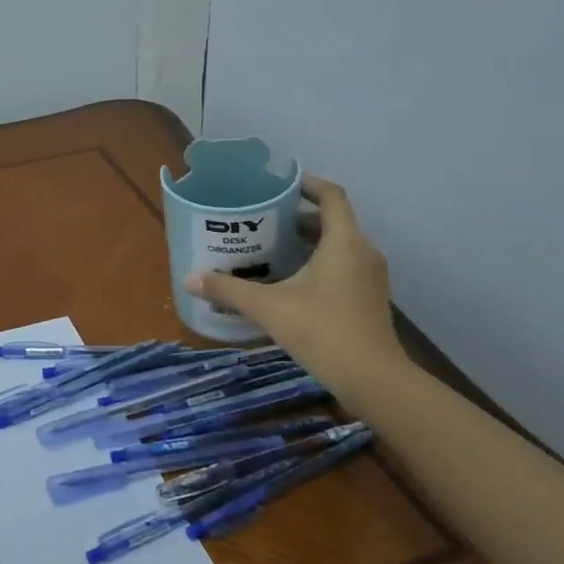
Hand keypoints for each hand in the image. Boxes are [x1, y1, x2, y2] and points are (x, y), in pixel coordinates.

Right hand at [184, 175, 406, 400]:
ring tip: (270, 250)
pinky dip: (318, 265)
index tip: (278, 184)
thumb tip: (189, 278)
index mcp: (344, 241)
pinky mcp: (369, 300)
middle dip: (297, 217)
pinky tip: (290, 284)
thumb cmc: (323, 331)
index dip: (306, 183)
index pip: (331, 195)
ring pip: (338, 247)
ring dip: (307, 243)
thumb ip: (229, 289)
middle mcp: (363, 252)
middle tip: (262, 220)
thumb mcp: (268, 308)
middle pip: (332, 221)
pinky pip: (343, 268)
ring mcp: (370, 278)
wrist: (373, 380)